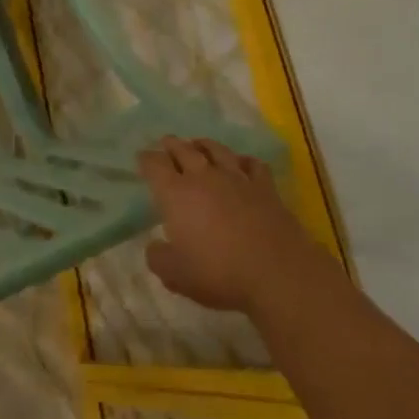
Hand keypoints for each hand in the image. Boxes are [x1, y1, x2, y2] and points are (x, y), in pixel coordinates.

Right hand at [139, 138, 317, 313]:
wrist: (276, 272)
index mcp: (176, 193)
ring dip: (203, 144)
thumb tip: (155, 246)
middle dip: (172, 145)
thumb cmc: (218, 272)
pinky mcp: (265, 187)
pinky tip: (241, 164)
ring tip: (198, 144)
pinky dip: (243, 160)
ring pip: (217, 150)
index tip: (142, 158)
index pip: (155, 165)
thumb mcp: (175, 275)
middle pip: (184, 149)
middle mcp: (204, 177)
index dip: (146, 159)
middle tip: (166, 143)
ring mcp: (237, 178)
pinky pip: (252, 164)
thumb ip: (158, 257)